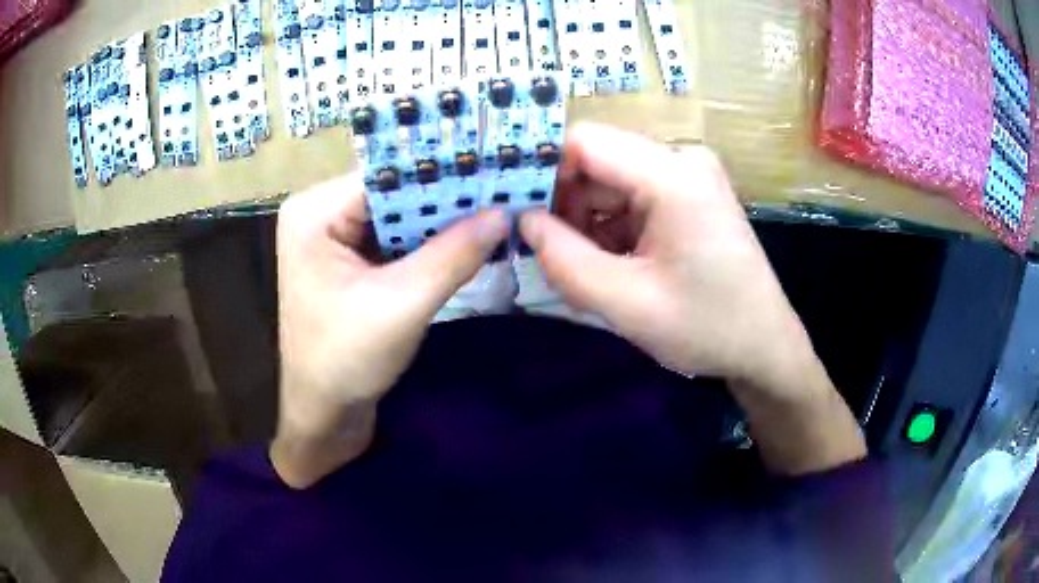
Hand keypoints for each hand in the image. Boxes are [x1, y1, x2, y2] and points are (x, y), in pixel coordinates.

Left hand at [272, 174, 508, 487]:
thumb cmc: (345, 361)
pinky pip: (395, 240)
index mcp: (314, 211)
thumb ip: (453, 254)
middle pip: (393, 192)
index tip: (494, 167)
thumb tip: (503, 212)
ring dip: (442, 221)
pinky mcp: (349, 262)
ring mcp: (333, 238)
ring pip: (398, 216)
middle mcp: (319, 214)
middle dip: (445, 197)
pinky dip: (429, 243)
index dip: (441, 171)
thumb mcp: (403, 304)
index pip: (387, 174)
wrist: (324, 417)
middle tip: (504, 187)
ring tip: (496, 208)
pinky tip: (469, 239)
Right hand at [521, 123, 865, 473]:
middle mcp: (681, 160)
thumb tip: (522, 220)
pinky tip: (613, 265)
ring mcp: (688, 175)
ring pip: (610, 181)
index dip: (541, 169)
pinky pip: (631, 197)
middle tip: (547, 253)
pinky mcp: (689, 194)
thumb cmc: (707, 328)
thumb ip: (562, 259)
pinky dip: (610, 227)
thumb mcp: (625, 303)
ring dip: (586, 221)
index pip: (584, 142)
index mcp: (673, 175)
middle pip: (597, 161)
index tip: (515, 210)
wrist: (764, 346)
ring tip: (584, 269)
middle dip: (564, 204)